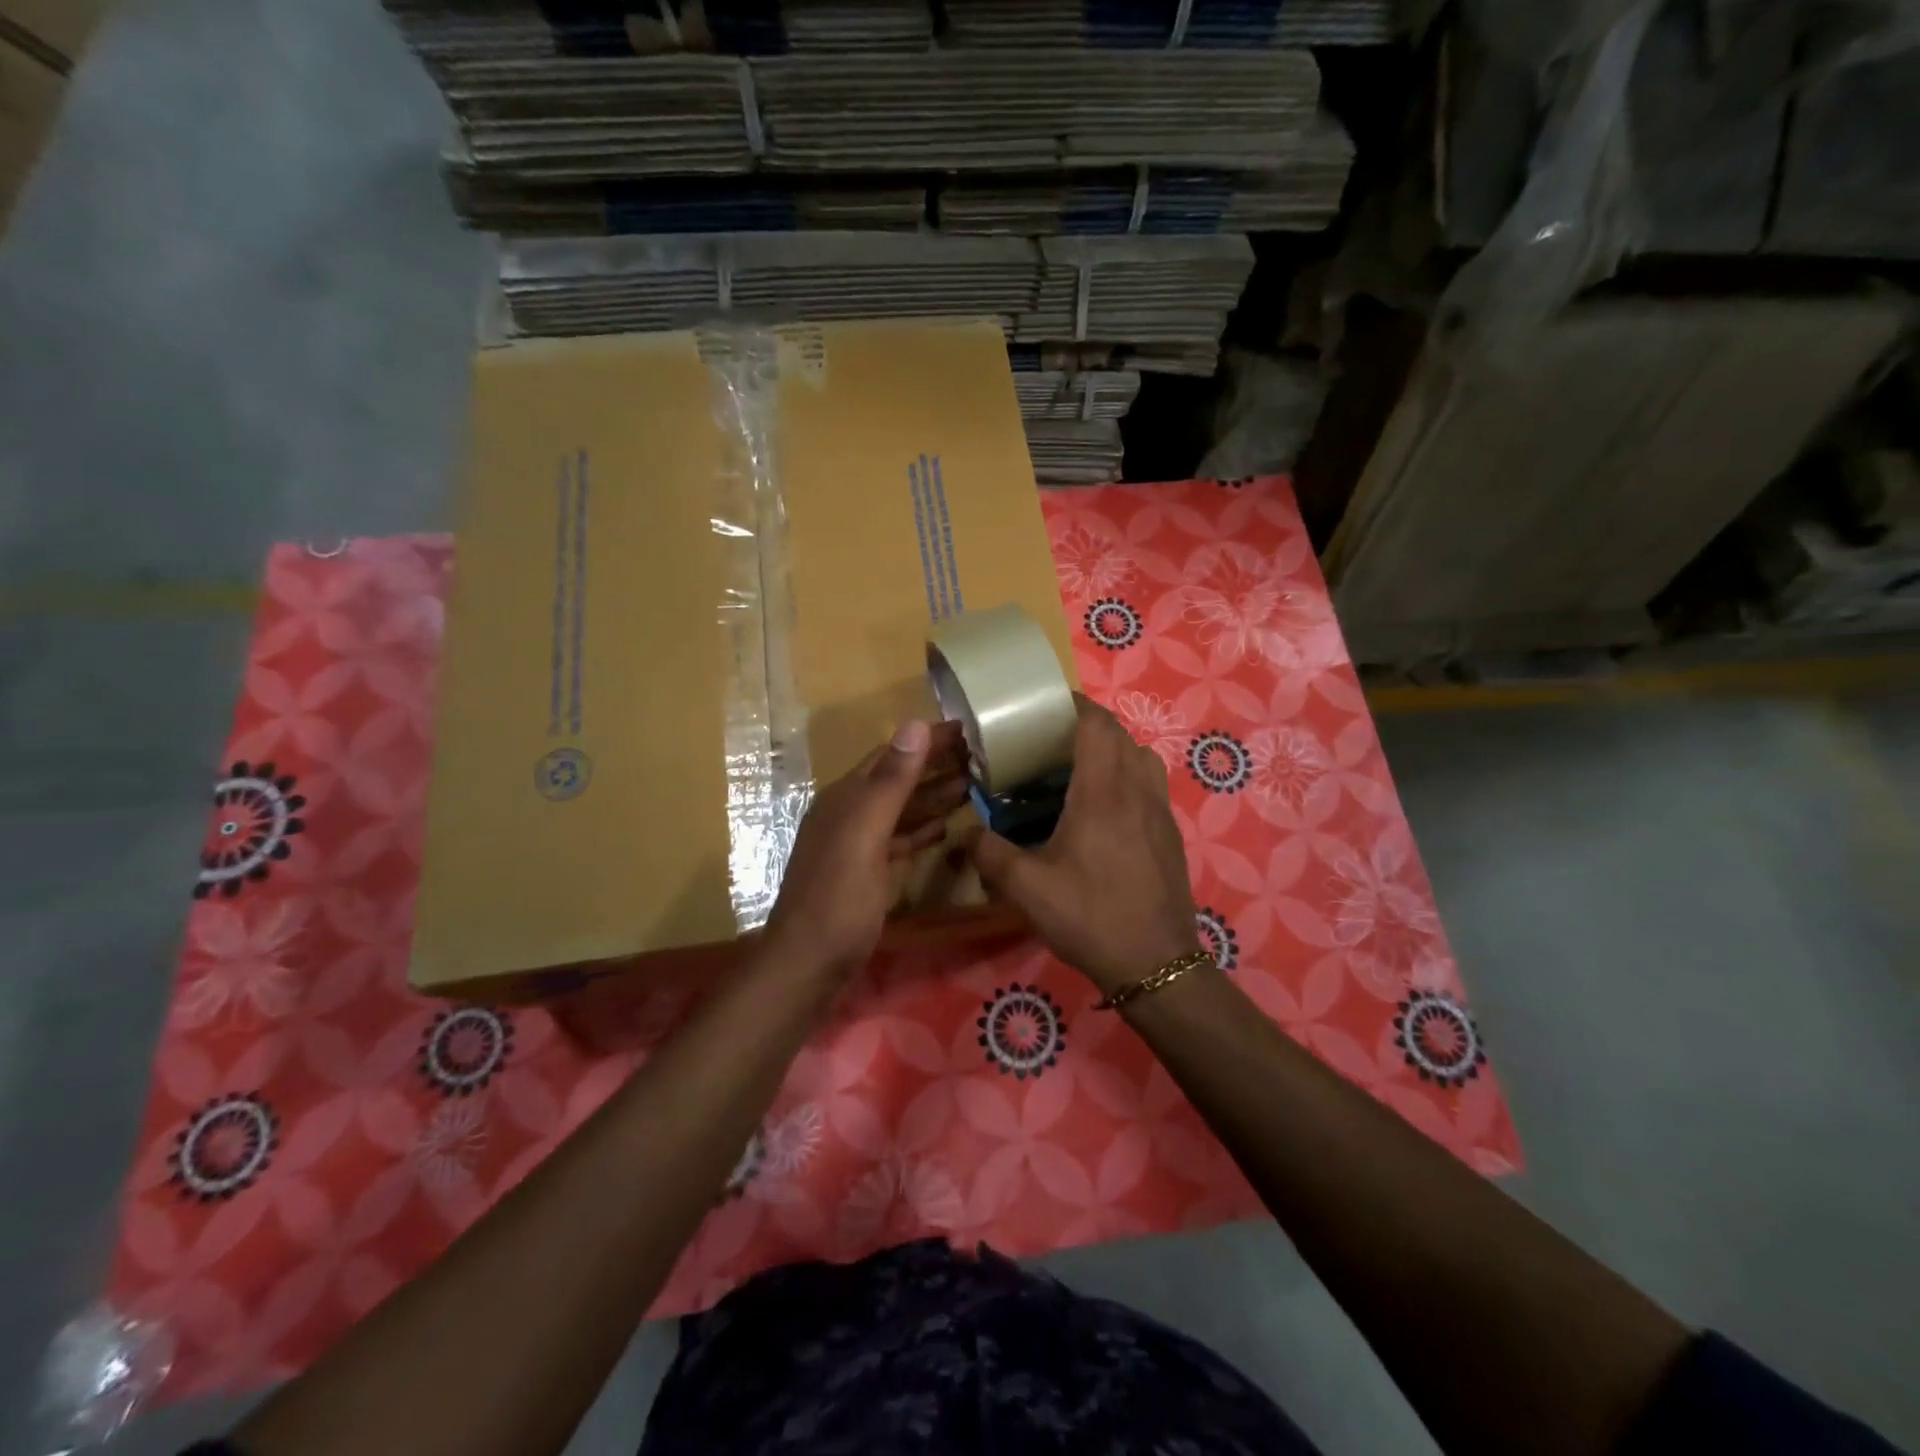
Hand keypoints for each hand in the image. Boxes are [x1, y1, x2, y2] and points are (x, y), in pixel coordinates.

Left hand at [766, 719, 968, 979]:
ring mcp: (857, 846)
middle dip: (935, 766)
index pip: (891, 754)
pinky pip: (899, 840)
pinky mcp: (866, 874)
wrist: (808, 965)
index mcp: (846, 798)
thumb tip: (915, 725)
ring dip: (933, 796)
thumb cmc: (838, 899)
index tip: (965, 728)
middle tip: (979, 757)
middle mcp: (849, 814)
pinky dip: (922, 830)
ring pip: (901, 811)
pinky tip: (945, 827)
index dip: (926, 739)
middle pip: (897, 780)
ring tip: (973, 786)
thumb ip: (890, 782)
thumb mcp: (865, 835)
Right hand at [971, 695, 1201, 994]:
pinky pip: (1150, 785)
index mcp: (1103, 793)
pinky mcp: (1171, 834)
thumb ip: (989, 854)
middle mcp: (1137, 791)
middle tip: (1051, 740)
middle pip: (1120, 735)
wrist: (1156, 964)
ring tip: (1079, 771)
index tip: (1045, 705)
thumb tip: (966, 834)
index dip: (1073, 705)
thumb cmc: (1091, 917)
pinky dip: (1128, 778)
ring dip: (1113, 751)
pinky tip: (1104, 812)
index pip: (1096, 725)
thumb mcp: (1027, 889)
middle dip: (1087, 726)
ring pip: (1141, 758)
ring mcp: (1161, 812)